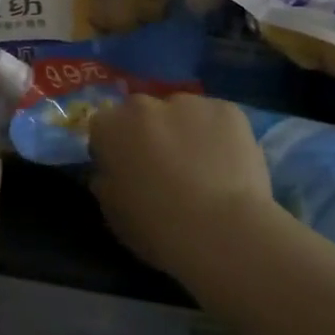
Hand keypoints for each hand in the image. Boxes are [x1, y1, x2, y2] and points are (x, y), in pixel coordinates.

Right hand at [88, 93, 273, 278]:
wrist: (223, 231)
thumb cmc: (158, 229)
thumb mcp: (114, 215)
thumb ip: (106, 183)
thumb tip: (111, 172)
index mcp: (109, 127)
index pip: (104, 126)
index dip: (115, 148)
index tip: (127, 171)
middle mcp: (143, 105)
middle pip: (142, 113)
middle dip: (149, 133)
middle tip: (166, 167)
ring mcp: (188, 103)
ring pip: (182, 112)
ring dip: (185, 131)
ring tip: (204, 169)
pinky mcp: (227, 109)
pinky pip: (217, 118)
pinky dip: (220, 135)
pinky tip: (230, 165)